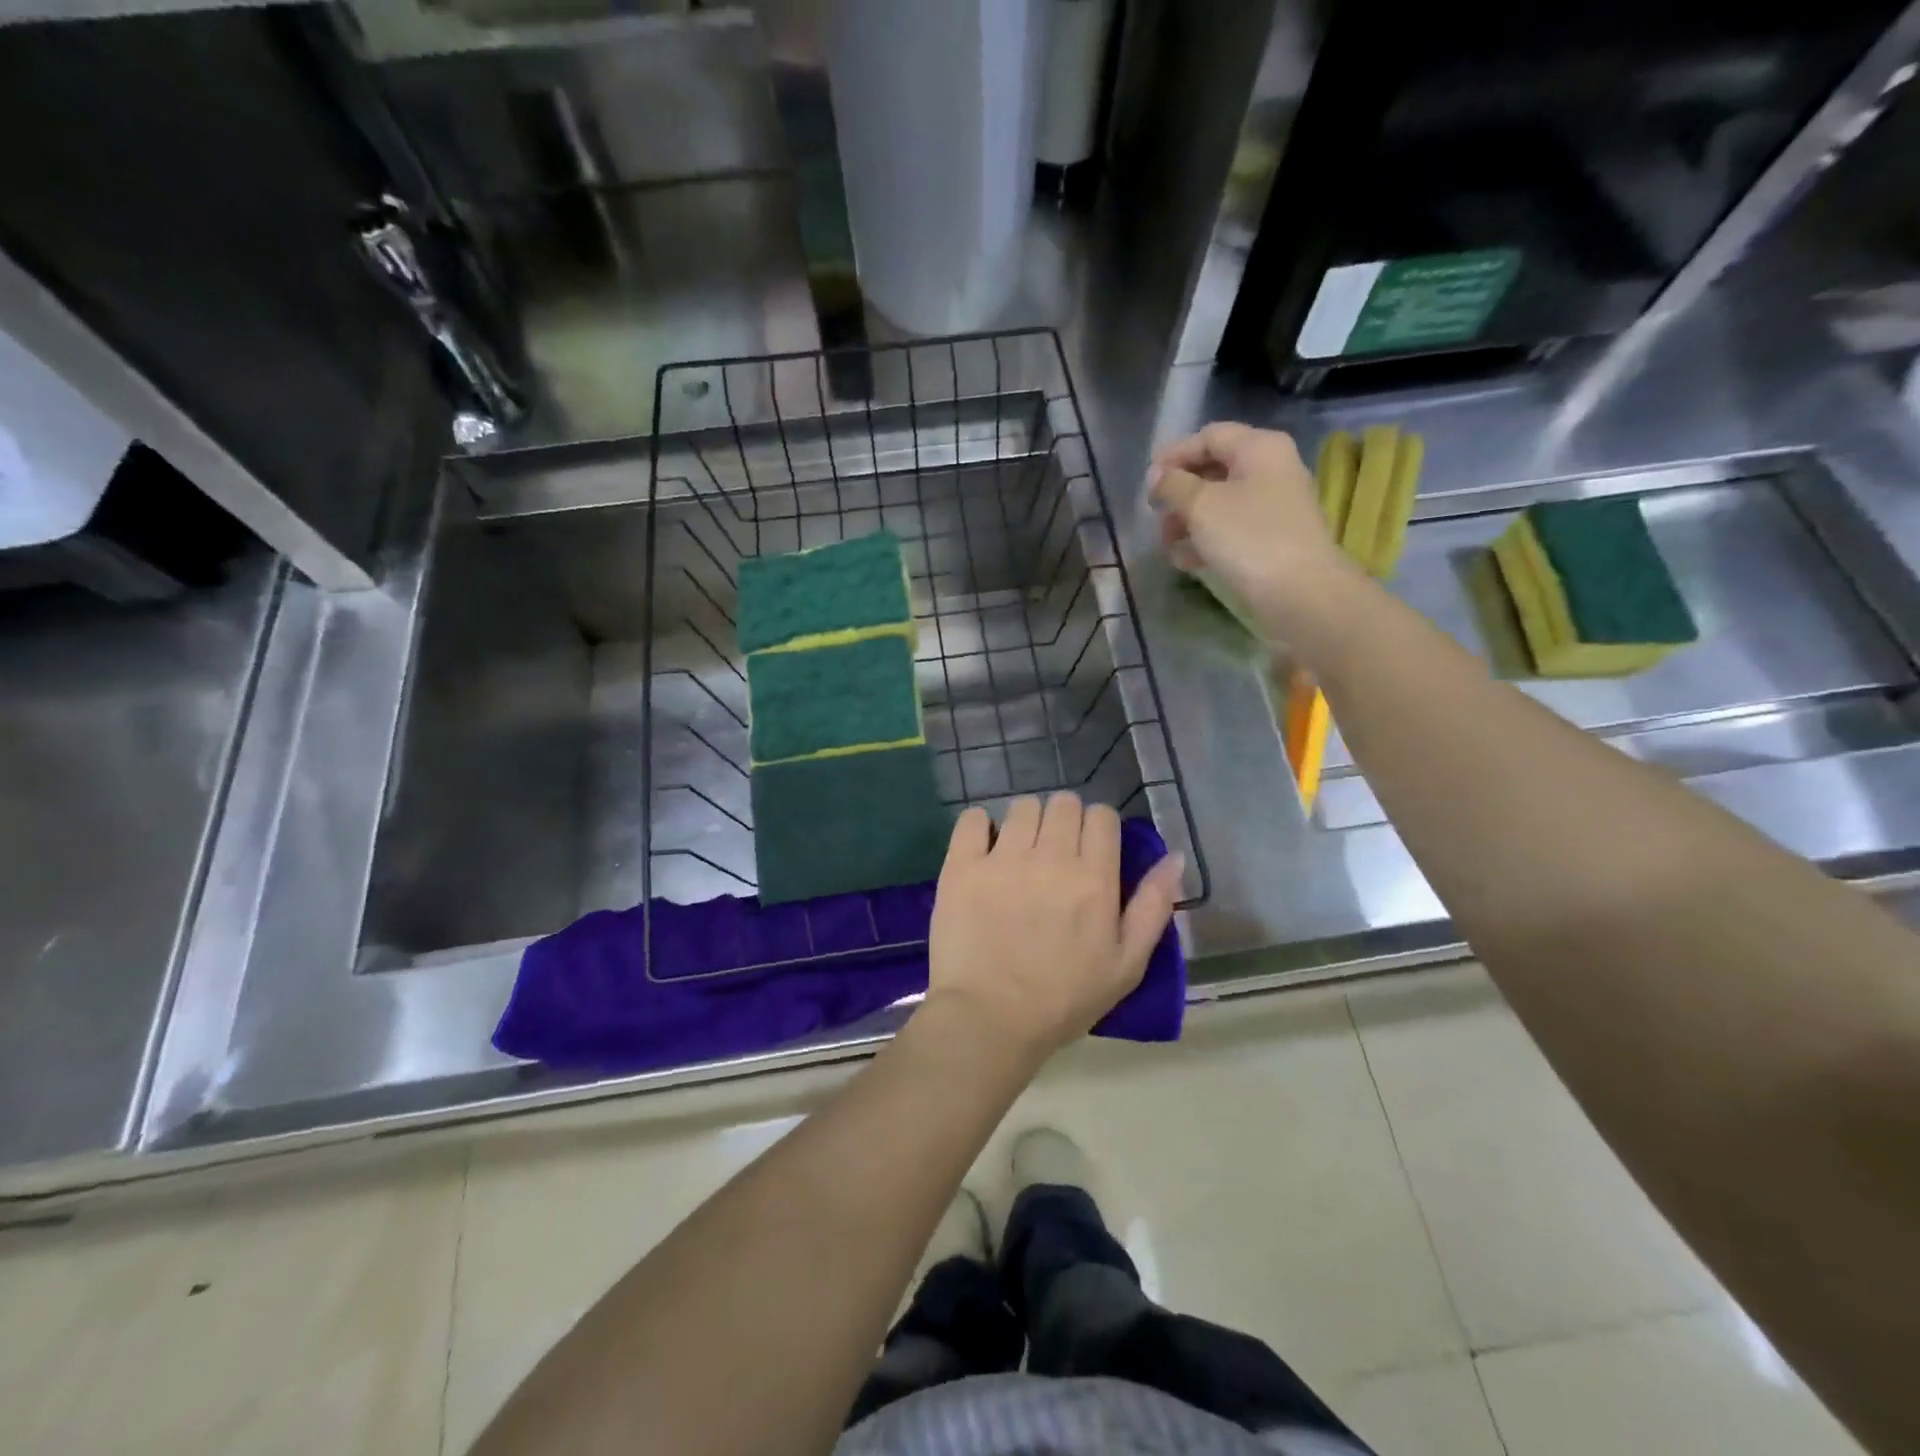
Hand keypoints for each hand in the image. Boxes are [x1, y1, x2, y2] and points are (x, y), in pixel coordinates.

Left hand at [925, 793, 1183, 1058]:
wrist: (990, 1020)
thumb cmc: (1063, 1000)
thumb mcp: (1126, 965)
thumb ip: (1153, 906)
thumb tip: (1174, 856)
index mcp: (1094, 878)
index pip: (1102, 815)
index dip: (1098, 827)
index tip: (1091, 850)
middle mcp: (1051, 857)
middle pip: (1063, 803)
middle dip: (1064, 820)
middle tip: (1055, 853)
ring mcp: (1003, 858)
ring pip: (1022, 806)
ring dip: (1026, 822)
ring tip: (1019, 853)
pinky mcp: (962, 865)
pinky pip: (973, 818)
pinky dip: (980, 827)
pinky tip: (984, 850)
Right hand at [1149, 422, 1358, 637]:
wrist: (1300, 593)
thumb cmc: (1248, 538)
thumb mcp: (1201, 505)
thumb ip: (1173, 484)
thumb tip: (1157, 474)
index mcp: (1259, 448)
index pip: (1209, 436)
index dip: (1174, 455)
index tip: (1148, 484)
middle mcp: (1271, 470)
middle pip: (1213, 471)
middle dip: (1179, 494)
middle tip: (1156, 518)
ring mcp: (1274, 506)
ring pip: (1220, 504)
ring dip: (1188, 522)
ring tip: (1168, 545)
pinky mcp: (1272, 539)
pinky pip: (1232, 530)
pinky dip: (1207, 540)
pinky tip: (1188, 562)